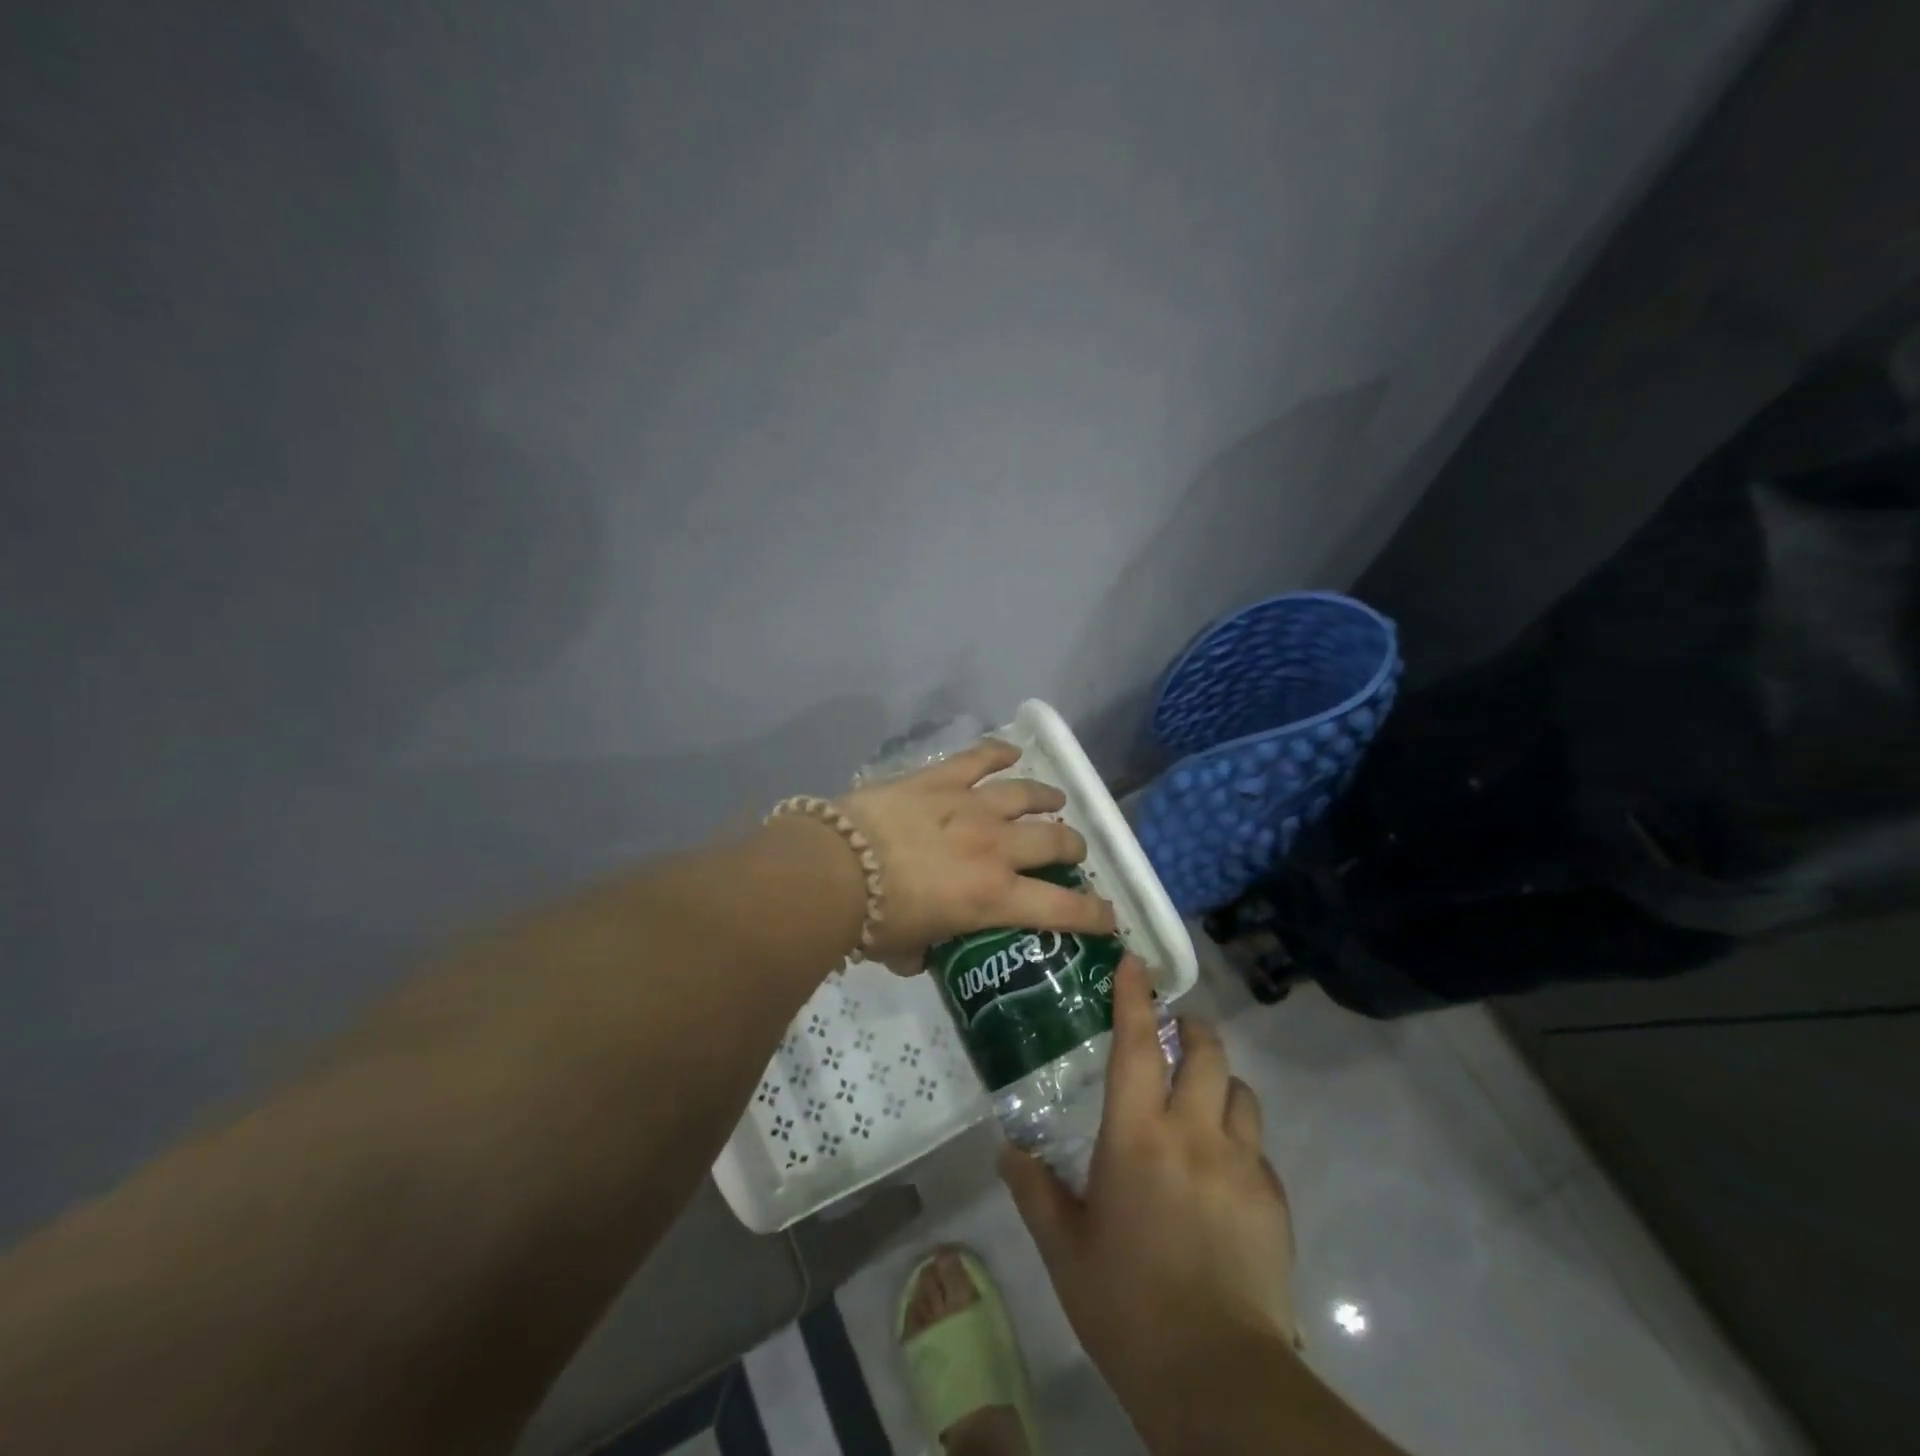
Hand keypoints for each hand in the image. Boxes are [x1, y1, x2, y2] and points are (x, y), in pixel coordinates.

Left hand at [834, 738, 1116, 964]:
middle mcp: (995, 847)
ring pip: (1026, 793)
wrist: (835, 868)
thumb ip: (924, 950)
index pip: (1062, 908)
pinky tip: (1011, 751)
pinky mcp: (940, 779)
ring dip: (1046, 796)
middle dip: (1072, 846)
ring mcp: (970, 806)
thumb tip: (921, 953)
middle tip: (1071, 850)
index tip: (1110, 916)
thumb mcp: (907, 949)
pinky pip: (979, 757)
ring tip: (1054, 798)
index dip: (1094, 914)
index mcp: (994, 897)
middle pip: (1054, 838)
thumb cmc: (872, 920)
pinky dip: (999, 752)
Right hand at [1001, 959, 1296, 1412]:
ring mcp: (1241, 1163)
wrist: (1217, 1379)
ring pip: (1240, 1091)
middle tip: (1176, 1031)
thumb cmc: (1126, 1304)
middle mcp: (1192, 1132)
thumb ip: (1034, 1190)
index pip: (1137, 1044)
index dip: (1134, 997)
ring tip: (1202, 1099)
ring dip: (1220, 1082)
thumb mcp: (1065, 1248)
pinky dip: (1238, 1138)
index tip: (1133, 962)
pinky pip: (1257, 1146)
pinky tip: (1222, 1173)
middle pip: (1206, 1051)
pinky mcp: (1273, 1198)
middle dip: (1193, 1028)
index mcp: (1136, 1136)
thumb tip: (1006, 1150)